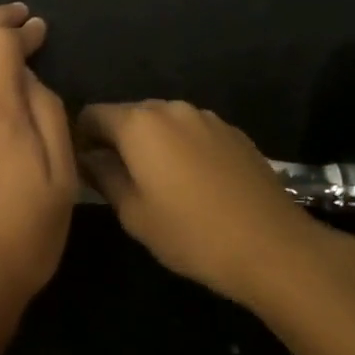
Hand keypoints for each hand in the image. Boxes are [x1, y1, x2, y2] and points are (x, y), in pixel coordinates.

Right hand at [76, 101, 337, 307]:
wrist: (273, 246)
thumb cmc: (191, 234)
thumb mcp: (134, 213)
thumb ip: (104, 176)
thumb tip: (88, 158)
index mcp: (139, 124)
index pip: (92, 114)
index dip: (81, 138)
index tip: (84, 167)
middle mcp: (171, 108)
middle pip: (129, 115)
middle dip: (117, 140)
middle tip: (117, 179)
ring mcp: (207, 118)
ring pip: (163, 123)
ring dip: (152, 144)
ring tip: (158, 183)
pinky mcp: (233, 133)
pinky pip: (193, 132)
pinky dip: (182, 149)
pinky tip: (194, 184)